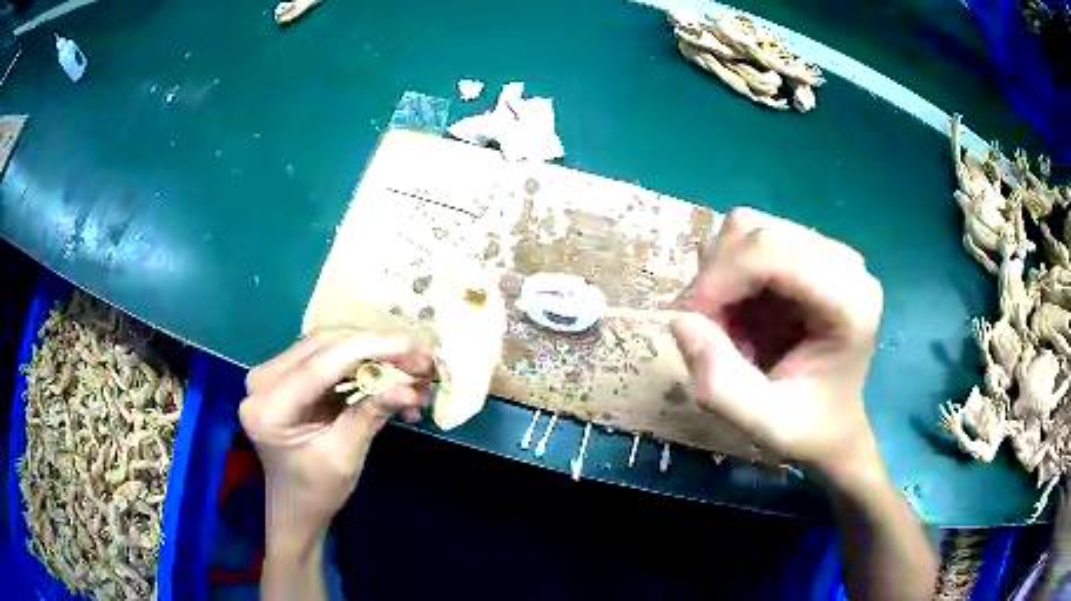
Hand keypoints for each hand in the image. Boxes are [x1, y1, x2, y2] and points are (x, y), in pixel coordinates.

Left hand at [239, 333, 432, 550]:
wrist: (295, 506)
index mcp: (269, 407)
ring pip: (329, 345)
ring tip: (413, 370)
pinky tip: (390, 380)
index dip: (370, 348)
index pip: (321, 363)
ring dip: (373, 354)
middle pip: (325, 345)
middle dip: (377, 348)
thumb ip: (372, 415)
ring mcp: (273, 374)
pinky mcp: (287, 375)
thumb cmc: (316, 491)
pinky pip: (328, 357)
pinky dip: (362, 365)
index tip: (415, 344)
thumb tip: (412, 388)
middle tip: (421, 358)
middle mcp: (263, 380)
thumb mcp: (345, 456)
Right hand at [671, 208, 883, 473]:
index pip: (770, 250)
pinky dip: (729, 273)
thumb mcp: (764, 424)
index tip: (689, 323)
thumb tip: (679, 320)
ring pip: (746, 228)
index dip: (719, 279)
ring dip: (720, 275)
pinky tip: (739, 311)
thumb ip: (720, 383)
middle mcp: (844, 262)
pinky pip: (749, 239)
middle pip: (754, 232)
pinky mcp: (808, 251)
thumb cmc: (809, 428)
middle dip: (716, 279)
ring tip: (726, 326)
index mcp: (849, 301)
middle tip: (706, 333)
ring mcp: (826, 251)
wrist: (835, 423)